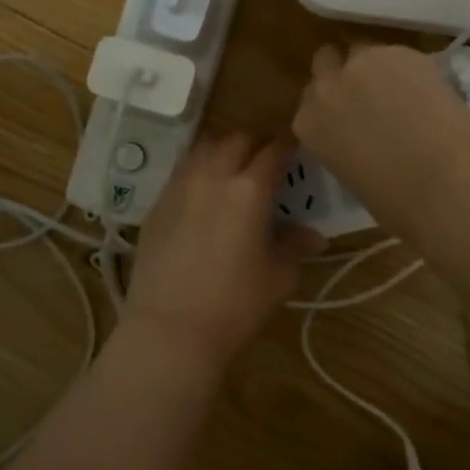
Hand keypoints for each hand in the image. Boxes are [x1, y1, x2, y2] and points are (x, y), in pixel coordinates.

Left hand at [121, 133, 322, 364]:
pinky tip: (202, 197)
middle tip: (265, 163)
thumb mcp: (278, 278)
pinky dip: (197, 172)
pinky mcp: (156, 205)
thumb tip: (313, 236)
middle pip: (236, 140)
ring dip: (222, 152)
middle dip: (255, 144)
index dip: (288, 143)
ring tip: (231, 172)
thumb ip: (295, 247)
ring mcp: (179, 187)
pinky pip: (181, 173)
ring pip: (203, 149)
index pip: (274, 150)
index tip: (296, 144)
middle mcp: (212, 176)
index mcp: (250, 189)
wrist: (170, 329)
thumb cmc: (235, 305)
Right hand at [293, 44, 469, 231]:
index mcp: (308, 124)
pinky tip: (430, 93)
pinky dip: (410, 69)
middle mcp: (326, 87)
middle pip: (327, 62)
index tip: (349, 115)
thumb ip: (344, 143)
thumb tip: (362, 135)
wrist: (445, 185)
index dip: (333, 104)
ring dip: (378, 69)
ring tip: (406, 94)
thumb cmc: (396, 202)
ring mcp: (361, 64)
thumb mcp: (350, 173)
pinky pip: (398, 55)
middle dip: (345, 75)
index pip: (311, 100)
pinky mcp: (399, 53)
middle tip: (372, 95)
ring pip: (363, 53)